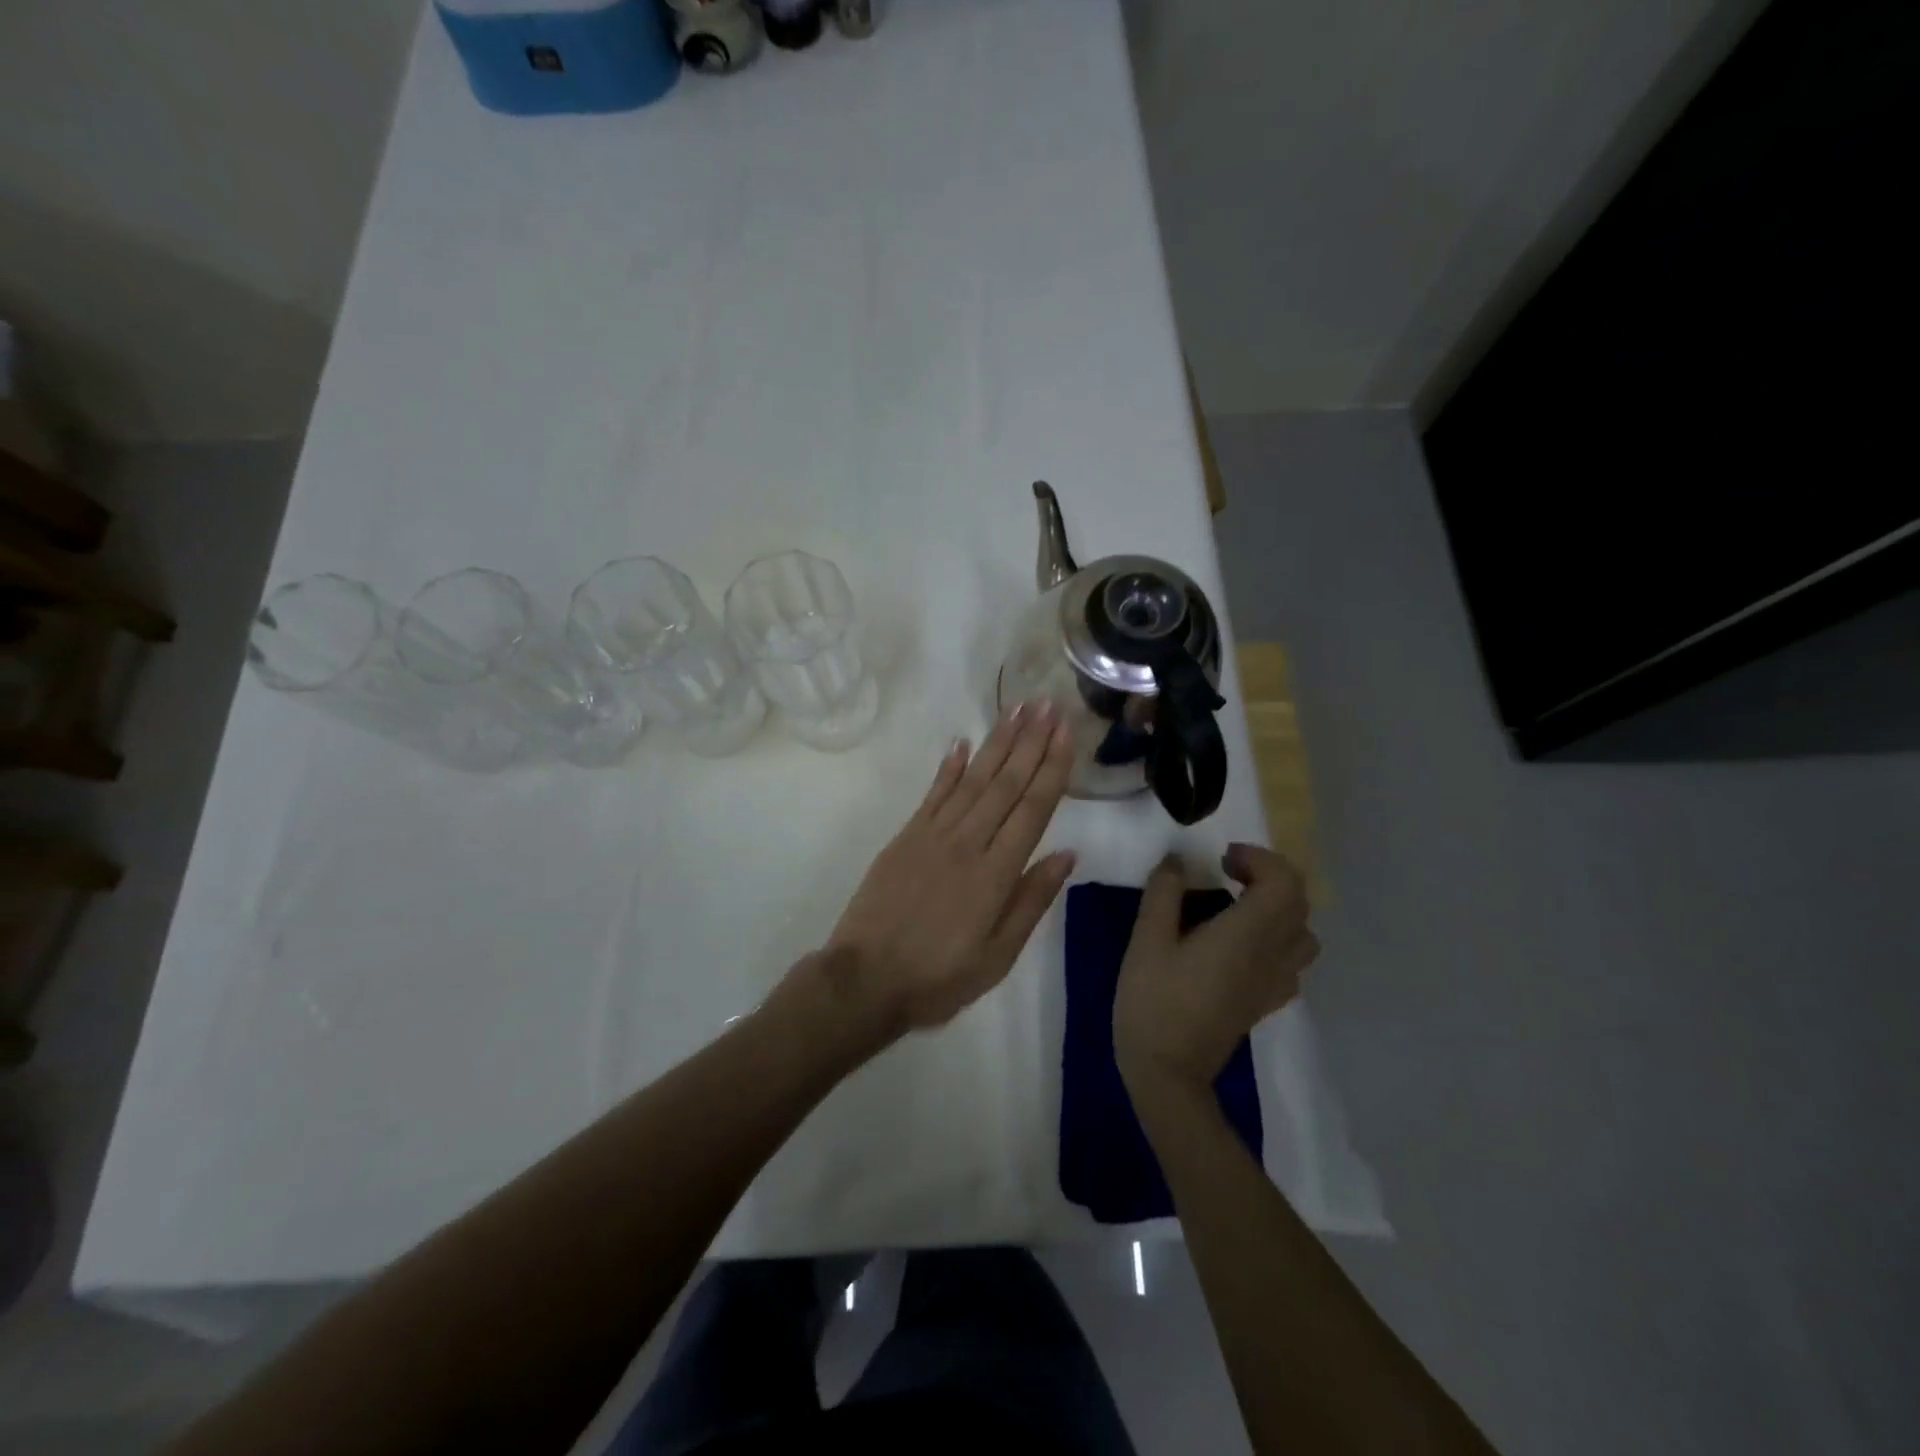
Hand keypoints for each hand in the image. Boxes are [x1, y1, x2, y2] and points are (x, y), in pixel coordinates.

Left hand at [820, 701, 1076, 1037]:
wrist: (865, 979)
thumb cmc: (938, 977)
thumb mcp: (997, 956)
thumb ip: (1031, 901)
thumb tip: (1067, 854)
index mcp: (995, 873)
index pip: (1032, 808)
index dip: (1052, 767)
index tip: (1066, 731)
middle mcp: (967, 842)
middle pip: (1005, 783)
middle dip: (1030, 741)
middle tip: (1048, 704)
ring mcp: (932, 835)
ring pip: (972, 779)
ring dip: (997, 742)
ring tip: (1017, 709)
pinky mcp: (906, 836)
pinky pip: (933, 793)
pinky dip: (949, 766)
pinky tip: (962, 743)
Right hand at [1114, 844, 1318, 1092]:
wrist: (1168, 1074)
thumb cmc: (1153, 1002)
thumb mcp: (1146, 940)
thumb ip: (1164, 893)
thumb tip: (1177, 860)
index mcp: (1247, 934)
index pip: (1285, 881)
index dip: (1259, 858)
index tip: (1222, 860)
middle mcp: (1272, 955)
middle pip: (1298, 902)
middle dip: (1267, 876)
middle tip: (1225, 873)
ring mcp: (1275, 982)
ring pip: (1302, 933)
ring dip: (1277, 907)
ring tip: (1237, 905)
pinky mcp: (1266, 1002)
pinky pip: (1292, 961)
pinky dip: (1276, 940)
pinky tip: (1240, 945)